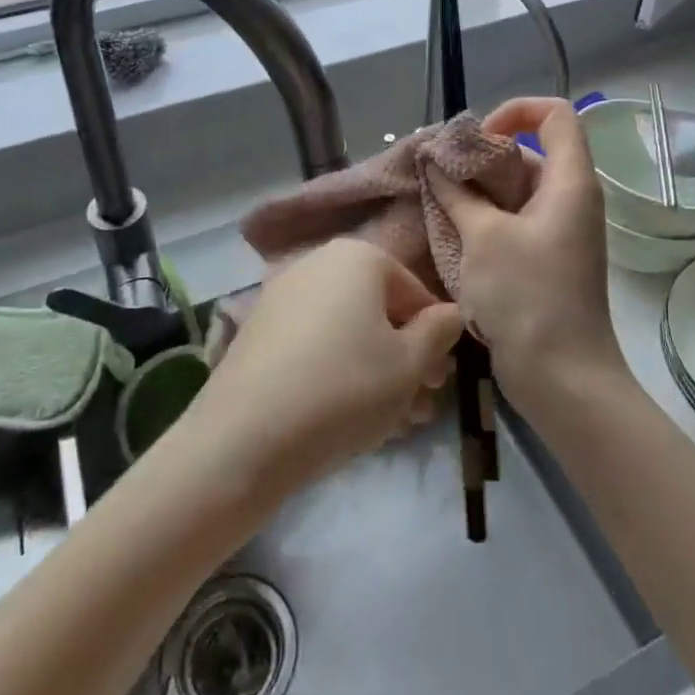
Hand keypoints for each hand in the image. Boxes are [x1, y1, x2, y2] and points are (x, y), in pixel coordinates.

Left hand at [188, 239, 463, 496]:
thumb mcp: (409, 364)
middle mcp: (318, 263)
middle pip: (379, 311)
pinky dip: (337, 372)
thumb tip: (449, 313)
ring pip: (348, 332)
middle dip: (405, 360)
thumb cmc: (344, 388)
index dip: (435, 339)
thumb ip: (439, 332)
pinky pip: (315, 345)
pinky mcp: (260, 330)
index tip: (439, 384)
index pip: (415, 292)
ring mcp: (283, 295)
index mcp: (358, 256)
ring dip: (376, 372)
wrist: (245, 437)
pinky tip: (346, 417)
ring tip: (389, 424)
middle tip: (419, 408)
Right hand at [427, 97, 625, 409]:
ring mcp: (561, 230)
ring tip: (438, 198)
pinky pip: (517, 217)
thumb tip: (435, 161)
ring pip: (520, 187)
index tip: (477, 136)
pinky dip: (487, 215)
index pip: (556, 114)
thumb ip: (457, 193)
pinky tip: (452, 228)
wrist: (563, 379)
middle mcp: (572, 198)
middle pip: (532, 150)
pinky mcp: (549, 257)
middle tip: (443, 170)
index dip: (517, 111)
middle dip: (485, 153)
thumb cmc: (527, 297)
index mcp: (570, 182)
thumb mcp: (483, 237)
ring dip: (480, 188)